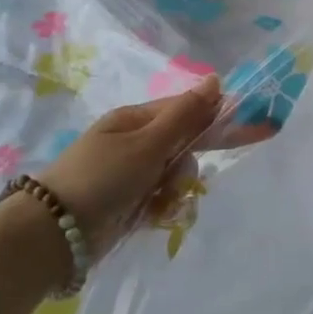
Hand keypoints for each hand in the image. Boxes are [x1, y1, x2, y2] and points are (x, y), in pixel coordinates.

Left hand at [38, 76, 222, 253]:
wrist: (54, 234)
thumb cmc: (101, 178)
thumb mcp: (146, 144)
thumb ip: (186, 115)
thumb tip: (215, 79)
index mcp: (137, 119)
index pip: (189, 111)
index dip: (221, 118)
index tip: (258, 127)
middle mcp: (137, 143)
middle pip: (185, 146)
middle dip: (188, 165)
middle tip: (180, 182)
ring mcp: (134, 174)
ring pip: (178, 176)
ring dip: (174, 190)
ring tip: (155, 203)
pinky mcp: (133, 202)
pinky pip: (165, 199)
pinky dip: (163, 208)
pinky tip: (150, 217)